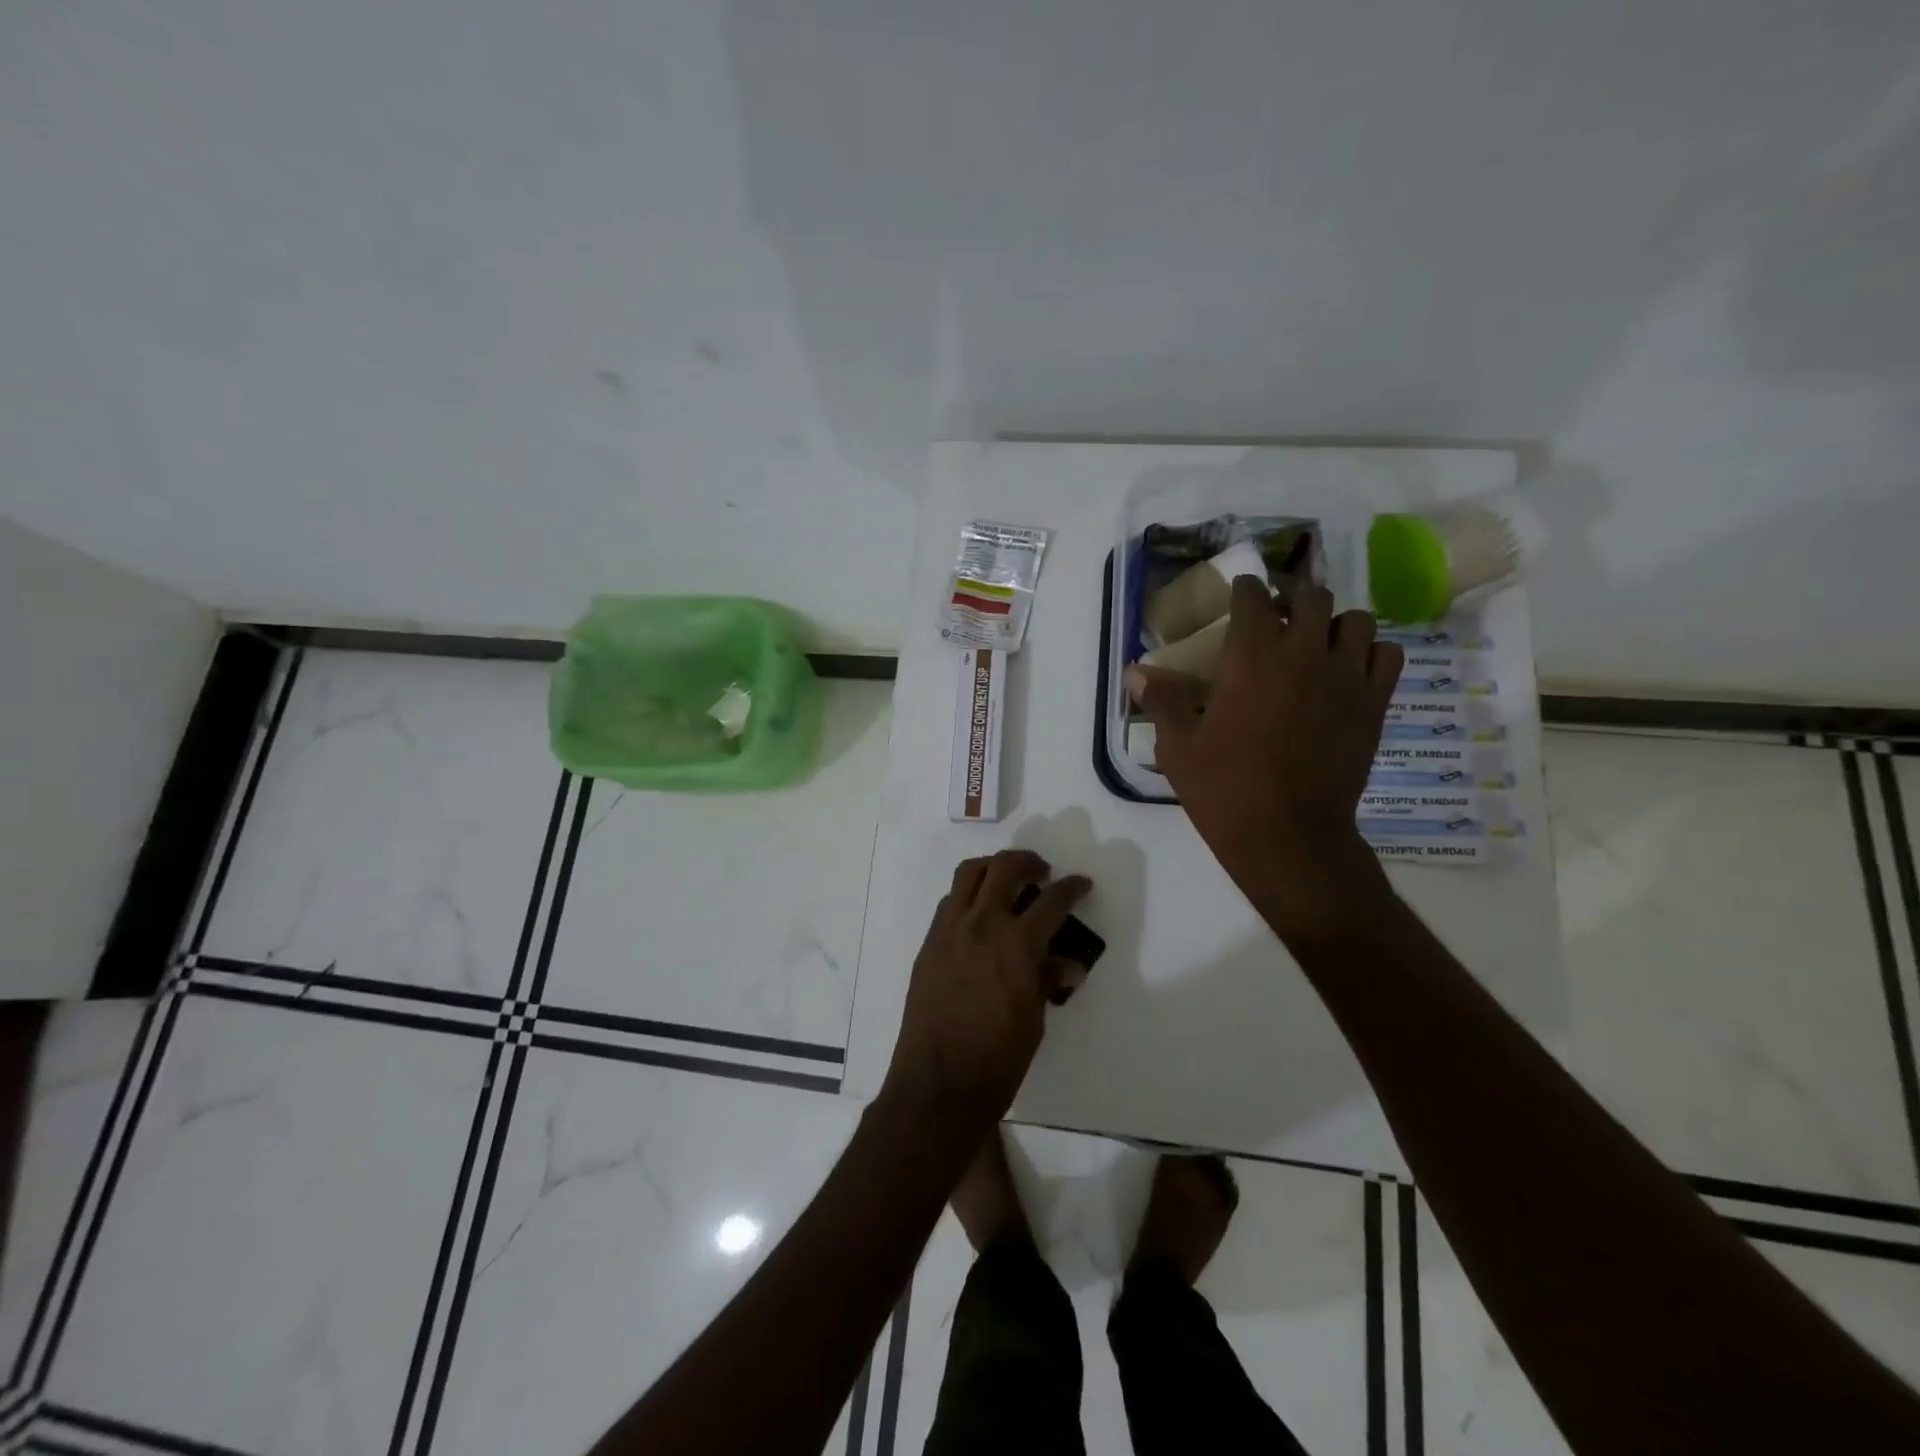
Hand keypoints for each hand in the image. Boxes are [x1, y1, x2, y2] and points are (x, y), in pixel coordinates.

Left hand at [880, 850, 1090, 1129]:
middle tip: (1042, 872)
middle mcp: (981, 924)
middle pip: (1004, 868)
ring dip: (993, 868)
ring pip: (969, 874)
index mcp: (1016, 943)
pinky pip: (950, 902)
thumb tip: (1066, 963)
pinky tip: (980, 917)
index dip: (1072, 888)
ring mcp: (949, 930)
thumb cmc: (997, 1059)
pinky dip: (969, 896)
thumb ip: (1047, 980)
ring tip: (1007, 882)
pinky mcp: (929, 943)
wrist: (938, 1083)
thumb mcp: (1035, 1020)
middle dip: (1029, 862)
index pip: (1052, 901)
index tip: (1081, 883)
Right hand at [1126, 579, 1399, 934]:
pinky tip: (1349, 671)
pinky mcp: (1374, 704)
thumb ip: (1163, 700)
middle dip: (1292, 599)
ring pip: (1357, 619)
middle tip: (1277, 619)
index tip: (1239, 595)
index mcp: (1252, 658)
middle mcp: (1304, 654)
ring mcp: (1346, 677)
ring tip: (1317, 644)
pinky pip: (1388, 655)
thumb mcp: (1179, 747)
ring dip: (1334, 623)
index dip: (1245, 589)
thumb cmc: (1225, 790)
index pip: (1254, 596)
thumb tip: (1135, 671)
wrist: (1289, 836)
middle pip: (1311, 597)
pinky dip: (1371, 653)